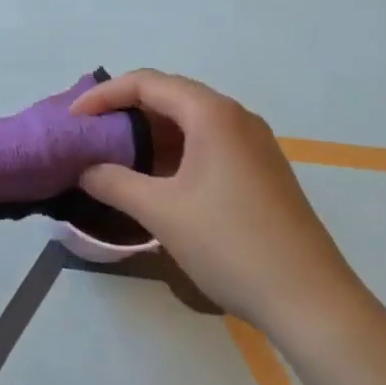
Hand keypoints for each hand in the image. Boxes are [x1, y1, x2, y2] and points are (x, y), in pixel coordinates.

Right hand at [71, 70, 360, 328]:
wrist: (312, 301)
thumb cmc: (231, 244)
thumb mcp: (162, 212)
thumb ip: (115, 182)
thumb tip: (86, 169)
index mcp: (211, 113)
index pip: (146, 82)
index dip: (103, 95)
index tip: (73, 120)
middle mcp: (235, 116)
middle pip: (170, 96)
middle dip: (126, 111)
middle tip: (92, 134)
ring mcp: (254, 144)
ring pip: (190, 121)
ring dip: (151, 133)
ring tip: (118, 157)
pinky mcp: (263, 170)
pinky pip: (209, 143)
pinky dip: (176, 151)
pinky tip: (160, 180)